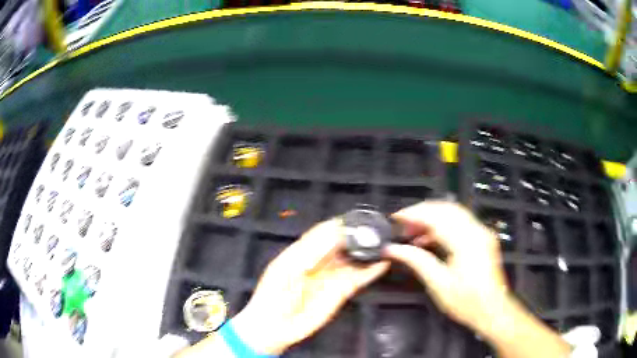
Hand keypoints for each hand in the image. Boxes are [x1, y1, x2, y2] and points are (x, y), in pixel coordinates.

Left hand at [232, 219, 389, 354]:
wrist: (276, 325)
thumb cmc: (274, 294)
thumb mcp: (287, 267)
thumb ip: (311, 250)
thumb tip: (334, 230)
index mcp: (303, 251)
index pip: (324, 232)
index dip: (339, 224)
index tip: (356, 217)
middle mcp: (321, 261)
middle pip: (342, 244)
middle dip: (358, 235)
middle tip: (376, 227)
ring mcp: (332, 277)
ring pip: (354, 259)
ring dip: (367, 251)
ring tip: (384, 241)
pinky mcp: (342, 292)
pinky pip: (359, 278)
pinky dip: (372, 271)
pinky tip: (383, 262)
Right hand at [384, 201, 510, 333]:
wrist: (492, 310)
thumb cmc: (466, 301)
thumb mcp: (438, 284)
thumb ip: (416, 261)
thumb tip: (393, 249)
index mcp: (466, 241)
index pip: (437, 216)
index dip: (414, 213)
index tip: (396, 217)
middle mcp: (477, 231)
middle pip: (446, 208)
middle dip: (422, 211)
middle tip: (403, 224)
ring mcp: (481, 233)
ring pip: (453, 212)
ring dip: (431, 217)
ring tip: (413, 231)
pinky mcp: (482, 238)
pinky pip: (460, 222)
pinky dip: (442, 225)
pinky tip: (429, 238)